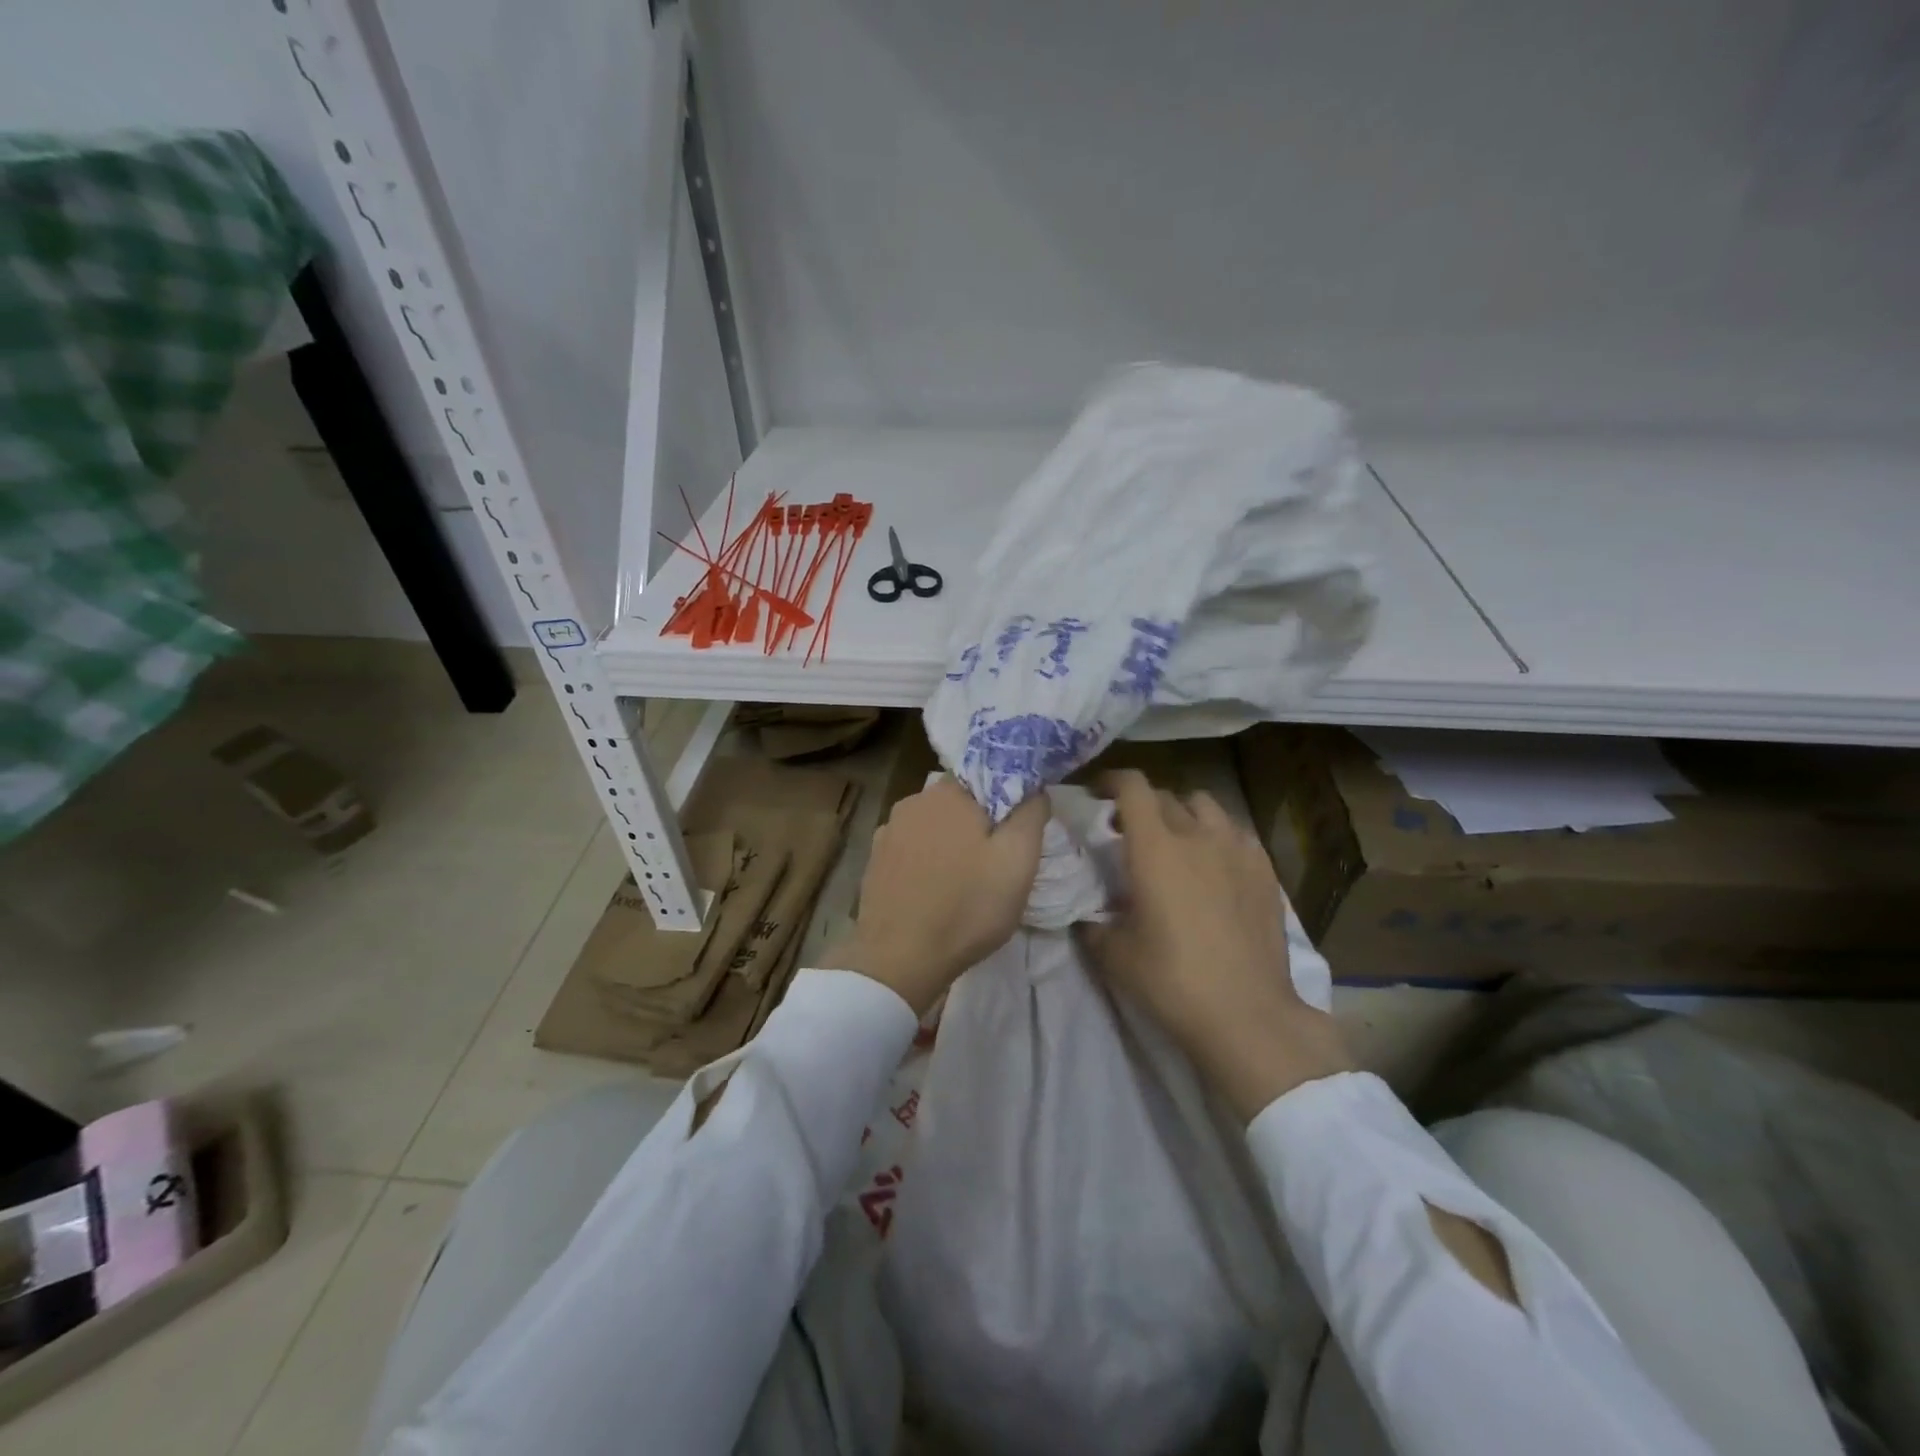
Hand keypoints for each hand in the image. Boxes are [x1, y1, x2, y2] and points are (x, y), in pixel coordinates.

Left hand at [830, 778, 1048, 1014]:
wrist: (899, 960)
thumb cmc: (967, 907)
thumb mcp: (1019, 861)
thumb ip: (1031, 814)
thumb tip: (1034, 789)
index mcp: (948, 792)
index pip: (986, 778)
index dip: (1006, 804)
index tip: (1017, 835)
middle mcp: (912, 802)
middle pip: (959, 804)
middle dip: (979, 826)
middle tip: (997, 864)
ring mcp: (887, 832)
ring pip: (933, 828)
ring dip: (951, 846)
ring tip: (966, 882)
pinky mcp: (874, 862)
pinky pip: (911, 851)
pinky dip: (927, 864)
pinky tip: (936, 892)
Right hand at [1076, 769, 1353, 1121]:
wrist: (1246, 1013)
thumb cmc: (1172, 980)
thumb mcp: (1115, 955)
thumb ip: (1094, 924)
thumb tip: (1087, 914)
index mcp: (1155, 847)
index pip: (1132, 787)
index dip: (1112, 780)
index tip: (1098, 793)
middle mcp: (1197, 835)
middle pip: (1166, 796)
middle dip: (1143, 804)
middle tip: (1130, 830)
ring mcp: (1237, 850)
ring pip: (1207, 806)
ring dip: (1184, 812)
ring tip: (1177, 839)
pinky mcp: (1265, 871)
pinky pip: (1237, 832)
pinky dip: (1218, 834)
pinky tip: (1215, 862)